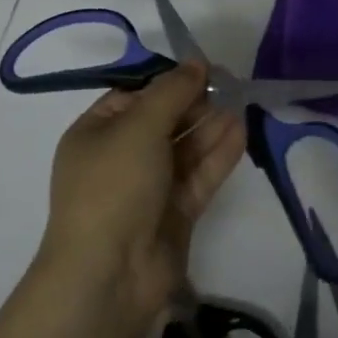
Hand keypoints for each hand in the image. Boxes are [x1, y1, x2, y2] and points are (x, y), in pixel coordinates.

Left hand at [40, 60, 245, 321]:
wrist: (109, 275)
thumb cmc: (114, 186)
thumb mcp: (139, 127)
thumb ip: (172, 92)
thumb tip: (197, 62)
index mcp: (96, 134)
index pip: (134, 97)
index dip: (168, 82)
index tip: (203, 69)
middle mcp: (121, 158)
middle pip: (164, 121)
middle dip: (194, 104)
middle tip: (229, 85)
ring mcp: (149, 188)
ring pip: (185, 148)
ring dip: (210, 127)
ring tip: (240, 104)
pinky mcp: (175, 213)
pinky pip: (199, 176)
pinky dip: (218, 155)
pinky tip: (241, 132)